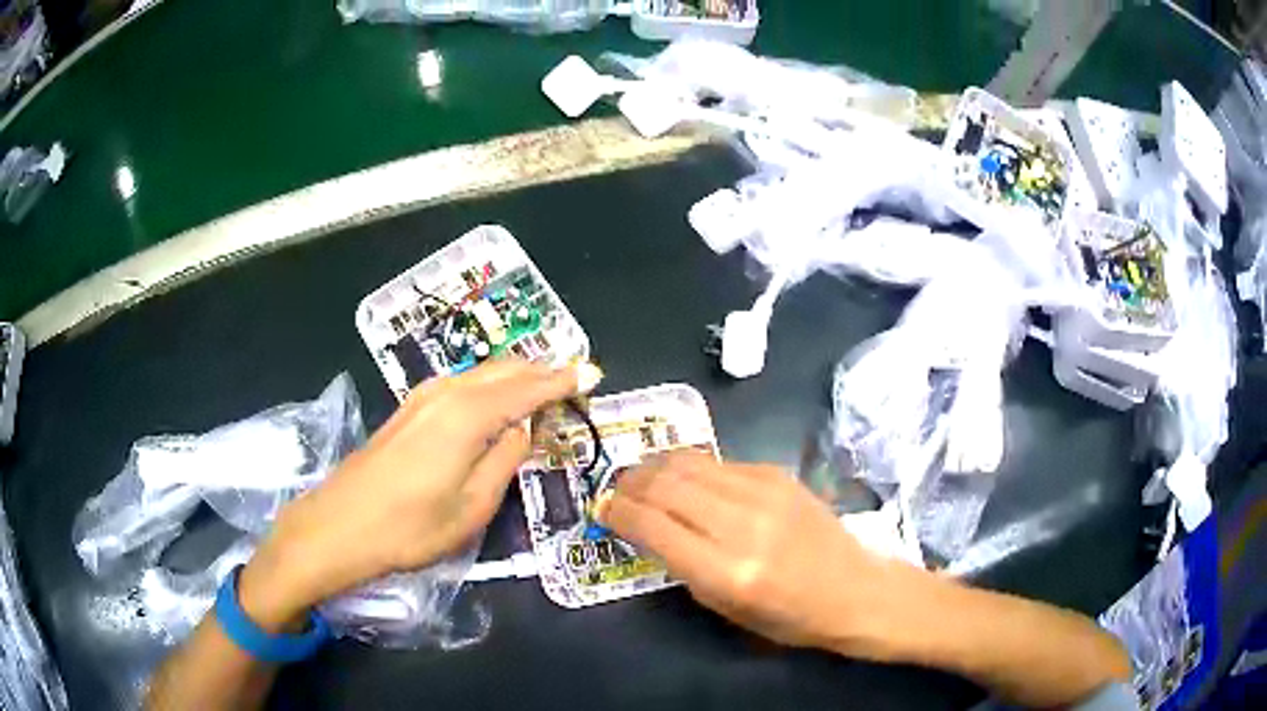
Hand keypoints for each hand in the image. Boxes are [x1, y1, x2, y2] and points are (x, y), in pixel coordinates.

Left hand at [238, 360, 600, 629]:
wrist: (339, 526)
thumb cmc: (409, 527)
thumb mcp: (471, 506)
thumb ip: (503, 460)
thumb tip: (522, 428)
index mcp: (468, 415)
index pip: (526, 388)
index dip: (561, 381)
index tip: (592, 373)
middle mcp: (446, 393)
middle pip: (503, 369)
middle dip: (540, 370)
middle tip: (573, 378)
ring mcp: (422, 398)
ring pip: (481, 372)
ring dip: (514, 374)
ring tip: (542, 384)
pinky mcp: (408, 409)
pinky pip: (461, 384)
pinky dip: (489, 384)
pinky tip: (495, 397)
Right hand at [598, 452, 925, 658]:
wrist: (852, 588)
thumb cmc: (787, 615)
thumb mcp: (722, 606)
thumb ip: (679, 563)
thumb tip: (643, 526)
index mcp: (726, 570)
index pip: (651, 525)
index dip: (616, 512)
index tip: (601, 510)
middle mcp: (742, 524)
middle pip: (664, 484)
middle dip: (629, 484)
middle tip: (615, 491)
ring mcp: (763, 492)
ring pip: (687, 463)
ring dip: (653, 467)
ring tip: (641, 478)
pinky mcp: (777, 474)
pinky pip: (718, 462)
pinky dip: (689, 467)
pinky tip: (684, 479)